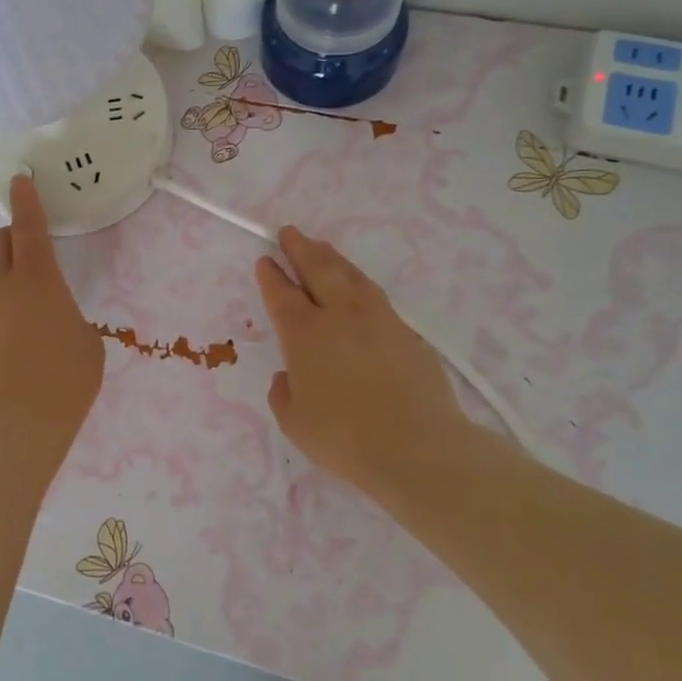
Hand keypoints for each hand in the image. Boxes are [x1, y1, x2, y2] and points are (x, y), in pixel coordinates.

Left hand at [0, 175, 103, 438]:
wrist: (20, 424)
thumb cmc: (67, 378)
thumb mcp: (86, 340)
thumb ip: (67, 315)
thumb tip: (52, 318)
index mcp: (37, 278)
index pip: (28, 227)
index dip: (25, 201)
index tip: (19, 181)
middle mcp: (0, 286)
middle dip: (8, 237)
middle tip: (26, 247)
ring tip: (16, 292)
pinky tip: (8, 330)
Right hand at [256, 227, 495, 500]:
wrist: (417, 447)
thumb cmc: (343, 437)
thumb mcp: (294, 421)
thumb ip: (284, 392)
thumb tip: (289, 376)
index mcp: (304, 334)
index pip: (282, 294)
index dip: (271, 275)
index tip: (264, 260)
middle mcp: (339, 315)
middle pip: (317, 269)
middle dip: (300, 248)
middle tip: (289, 233)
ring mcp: (377, 319)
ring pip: (350, 275)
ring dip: (332, 257)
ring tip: (321, 247)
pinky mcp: (406, 331)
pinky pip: (375, 294)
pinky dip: (358, 282)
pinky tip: (357, 286)